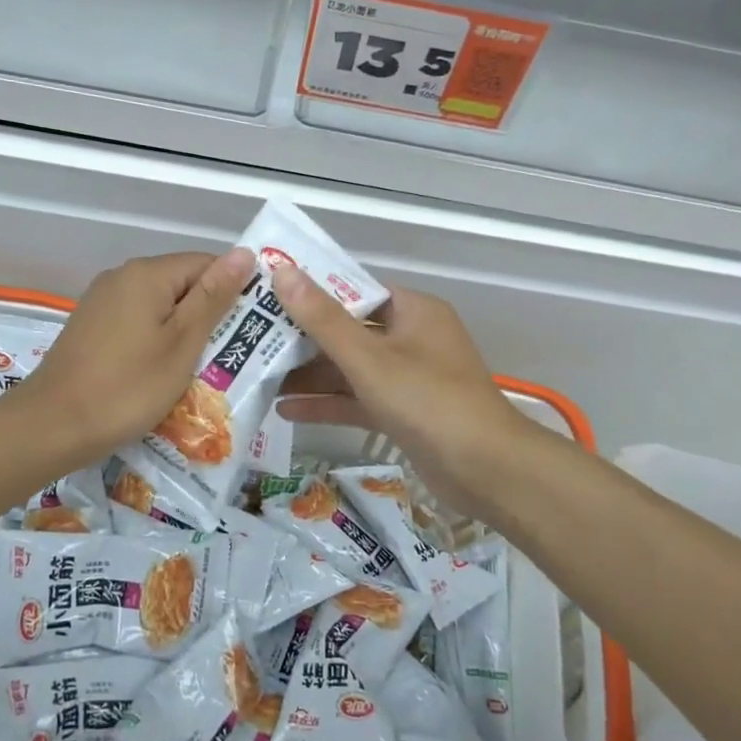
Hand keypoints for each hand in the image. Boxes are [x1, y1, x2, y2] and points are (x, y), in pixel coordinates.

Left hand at [18, 249, 255, 466]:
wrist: (52, 426)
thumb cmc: (128, 387)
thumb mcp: (182, 343)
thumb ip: (214, 297)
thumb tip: (245, 253)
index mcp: (148, 273)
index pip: (207, 264)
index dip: (233, 292)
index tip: (250, 329)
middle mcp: (122, 276)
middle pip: (182, 284)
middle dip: (209, 315)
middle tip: (231, 355)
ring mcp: (102, 301)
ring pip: (160, 306)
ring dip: (184, 332)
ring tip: (203, 368)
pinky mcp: (92, 326)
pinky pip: (138, 322)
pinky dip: (157, 341)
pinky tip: (163, 372)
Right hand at [269, 267, 539, 523]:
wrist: (486, 470)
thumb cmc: (428, 400)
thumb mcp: (369, 358)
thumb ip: (322, 319)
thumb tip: (282, 270)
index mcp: (413, 311)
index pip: (354, 290)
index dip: (312, 292)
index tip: (268, 297)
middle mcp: (412, 338)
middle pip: (349, 331)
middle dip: (304, 340)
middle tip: (254, 341)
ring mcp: (410, 378)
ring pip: (352, 369)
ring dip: (312, 376)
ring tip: (260, 379)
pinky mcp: (405, 413)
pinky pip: (360, 400)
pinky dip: (329, 404)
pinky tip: (286, 411)